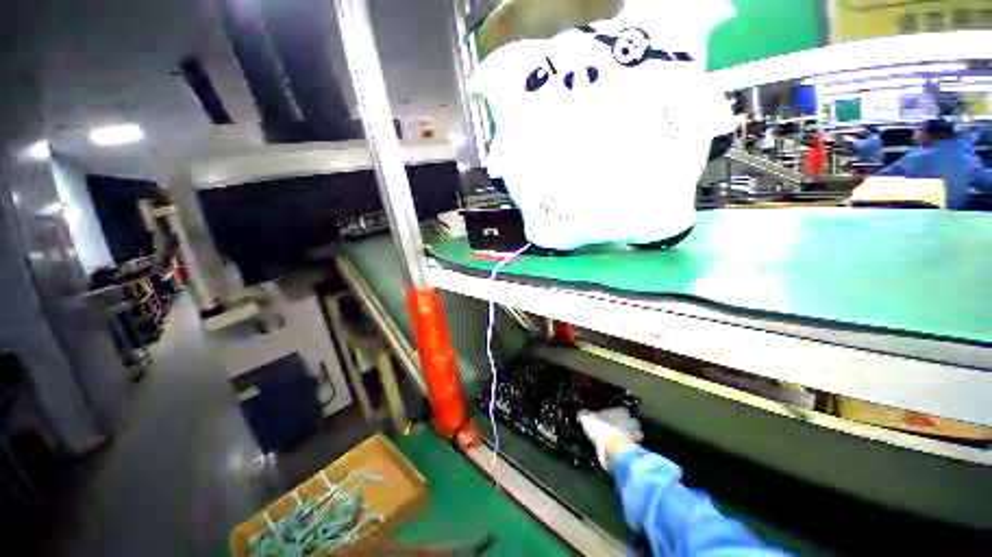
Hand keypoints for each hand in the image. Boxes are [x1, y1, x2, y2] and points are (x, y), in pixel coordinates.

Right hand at [577, 407, 642, 470]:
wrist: (613, 448)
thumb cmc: (600, 428)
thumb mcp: (587, 419)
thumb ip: (585, 415)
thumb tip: (580, 412)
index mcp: (619, 410)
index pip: (622, 410)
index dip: (618, 413)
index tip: (614, 417)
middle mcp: (629, 419)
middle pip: (632, 420)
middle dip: (629, 424)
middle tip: (621, 428)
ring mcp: (635, 433)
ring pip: (637, 432)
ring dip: (633, 435)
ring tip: (625, 439)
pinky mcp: (637, 446)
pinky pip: (636, 444)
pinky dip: (632, 445)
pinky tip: (626, 448)